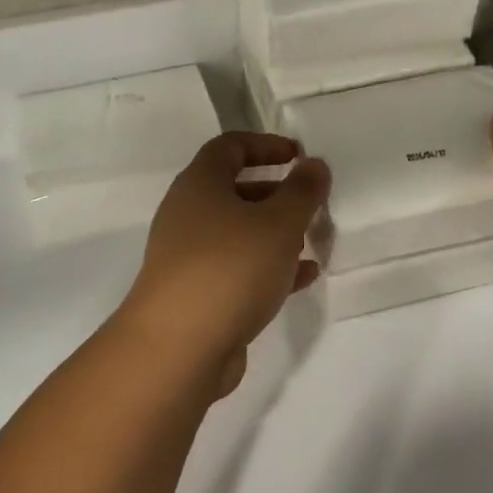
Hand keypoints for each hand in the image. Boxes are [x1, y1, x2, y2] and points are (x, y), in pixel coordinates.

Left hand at [114, 132, 329, 394]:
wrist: (178, 349)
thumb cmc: (229, 268)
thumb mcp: (278, 224)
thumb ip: (302, 191)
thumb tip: (314, 164)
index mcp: (199, 184)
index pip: (229, 146)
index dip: (266, 144)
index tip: (300, 155)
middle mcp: (188, 214)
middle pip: (234, 190)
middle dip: (276, 192)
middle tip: (311, 201)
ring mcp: (189, 257)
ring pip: (238, 232)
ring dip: (275, 232)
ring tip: (313, 239)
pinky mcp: (197, 294)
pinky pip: (238, 269)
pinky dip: (269, 267)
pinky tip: (303, 277)